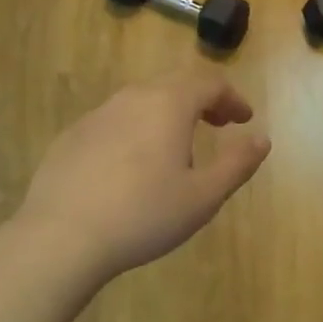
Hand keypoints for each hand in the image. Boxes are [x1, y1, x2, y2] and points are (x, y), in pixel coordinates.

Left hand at [14, 70, 271, 287]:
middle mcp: (132, 98)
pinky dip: (136, 130)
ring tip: (177, 147)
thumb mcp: (203, 196)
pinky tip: (132, 166)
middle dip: (203, 101)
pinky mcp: (72, 137)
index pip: (209, 83)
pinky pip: (115, 121)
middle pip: (175, 84)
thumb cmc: (144, 215)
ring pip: (142, 101)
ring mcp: (97, 115)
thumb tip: (262, 139)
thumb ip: (237, 164)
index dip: (232, 98)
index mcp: (168, 104)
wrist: (60, 238)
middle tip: (218, 125)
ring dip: (168, 114)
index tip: (244, 120)